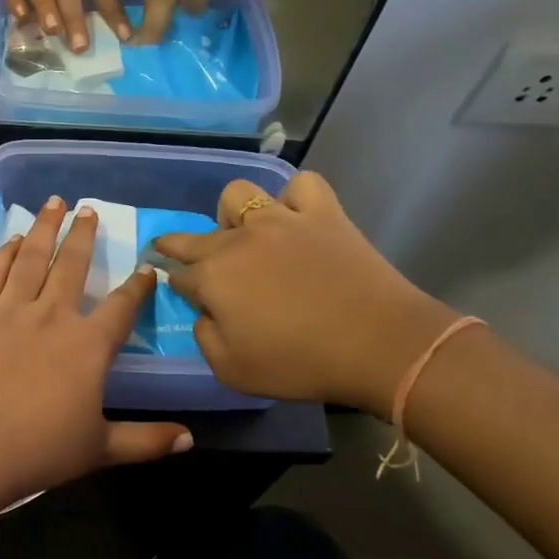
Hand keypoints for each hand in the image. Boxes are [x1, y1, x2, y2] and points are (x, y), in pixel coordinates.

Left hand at [0, 198, 191, 506]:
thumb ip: (146, 441)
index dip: (138, 286)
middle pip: (73, 265)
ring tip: (53, 203)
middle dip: (84, 235)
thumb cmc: (39, 449)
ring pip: (32, 257)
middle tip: (89, 210)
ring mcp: (11, 309)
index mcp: (89, 345)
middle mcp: (53, 315)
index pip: (122, 306)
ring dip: (44, 227)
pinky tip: (11, 240)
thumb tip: (190, 439)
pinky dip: (4, 253)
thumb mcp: (100, 448)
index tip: (147, 268)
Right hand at [156, 172, 461, 414]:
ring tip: (246, 236)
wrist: (378, 345)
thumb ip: (205, 337)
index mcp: (213, 278)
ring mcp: (281, 220)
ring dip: (234, 215)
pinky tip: (296, 220)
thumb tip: (206, 313)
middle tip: (184, 257)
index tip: (187, 294)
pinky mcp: (322, 213)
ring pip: (238, 195)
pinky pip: (301, 186)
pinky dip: (294, 199)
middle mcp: (238, 240)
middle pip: (197, 236)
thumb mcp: (232, 371)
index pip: (180, 276)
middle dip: (180, 246)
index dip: (181, 287)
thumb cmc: (300, 364)